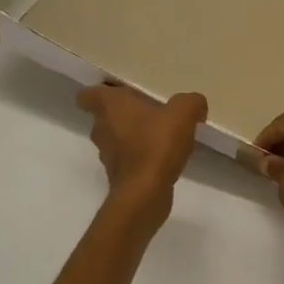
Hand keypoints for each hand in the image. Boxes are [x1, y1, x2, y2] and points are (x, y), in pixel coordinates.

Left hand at [77, 84, 207, 228]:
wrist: (145, 193)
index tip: (119, 90)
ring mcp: (108, 155)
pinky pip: (127, 159)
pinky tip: (163, 156)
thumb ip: (191, 102)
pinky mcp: (118, 176)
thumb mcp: (183, 113)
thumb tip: (195, 106)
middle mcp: (102, 128)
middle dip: (124, 113)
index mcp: (110, 106)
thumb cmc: (156, 144)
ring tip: (159, 133)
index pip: (88, 95)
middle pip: (105, 116)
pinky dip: (140, 156)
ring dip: (132, 135)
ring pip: (116, 138)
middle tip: (149, 109)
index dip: (101, 91)